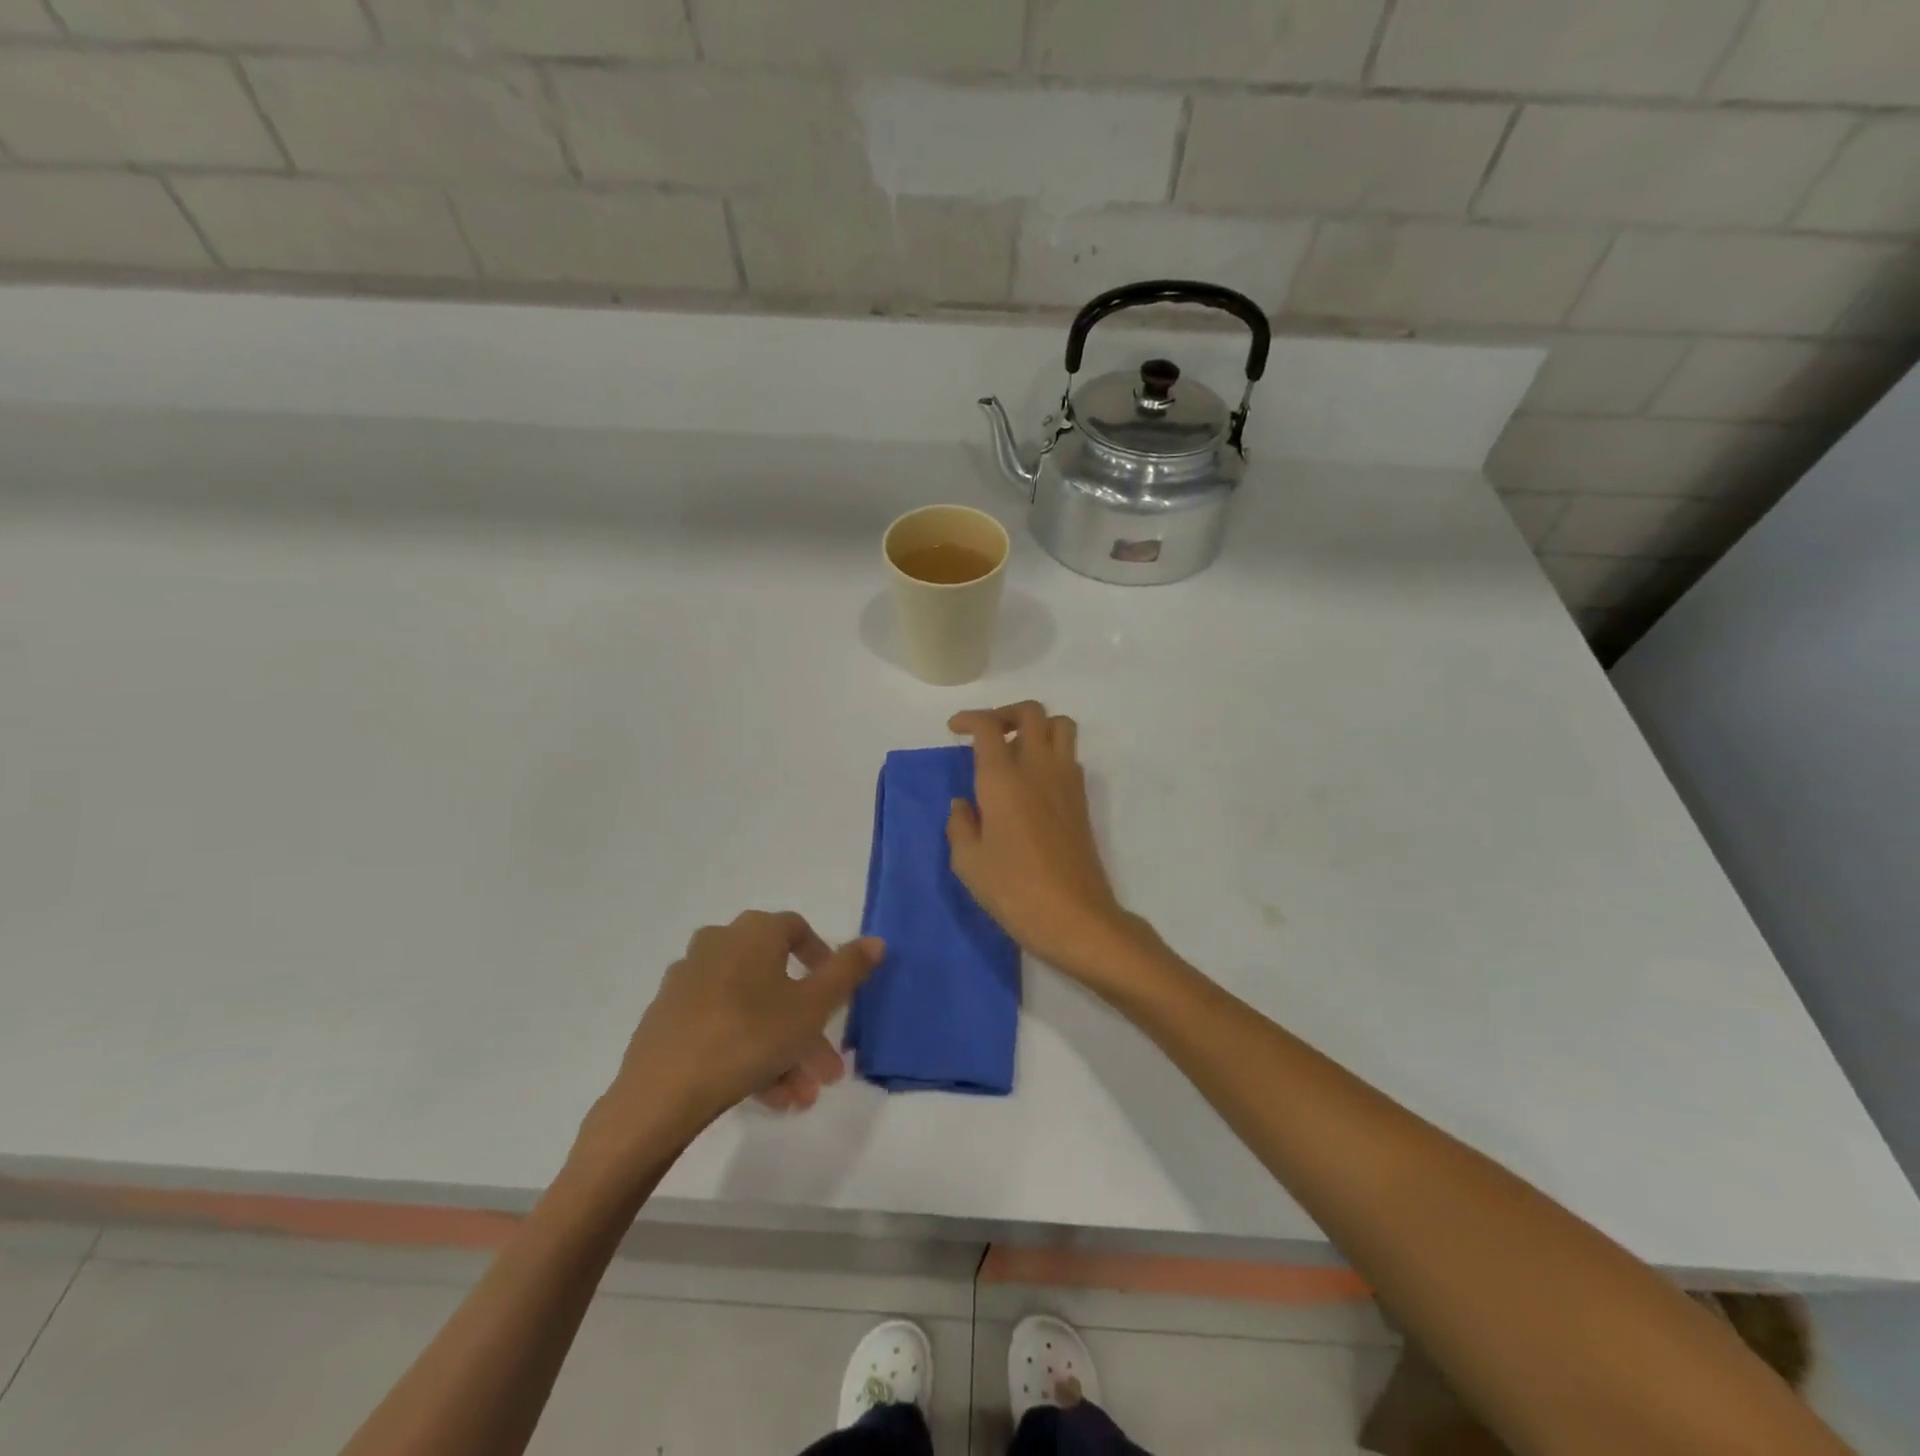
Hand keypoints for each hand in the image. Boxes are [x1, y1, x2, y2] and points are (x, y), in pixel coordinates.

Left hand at [582, 912, 882, 1161]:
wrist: (661, 1093)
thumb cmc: (749, 1035)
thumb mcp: (812, 1006)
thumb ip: (847, 971)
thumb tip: (876, 940)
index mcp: (753, 932)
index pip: (797, 930)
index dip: (823, 959)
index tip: (838, 997)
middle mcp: (718, 944)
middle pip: (776, 980)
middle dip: (808, 1027)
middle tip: (827, 1068)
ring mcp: (688, 981)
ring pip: (751, 1010)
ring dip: (783, 1049)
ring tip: (800, 1096)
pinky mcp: (668, 1017)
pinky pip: (721, 1027)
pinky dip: (748, 1053)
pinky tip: (767, 1097)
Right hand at [947, 702, 1147, 984]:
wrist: (1074, 916)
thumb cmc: (1013, 889)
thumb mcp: (968, 862)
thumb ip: (959, 825)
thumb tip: (963, 804)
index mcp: (1003, 778)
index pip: (988, 726)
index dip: (969, 718)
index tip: (955, 728)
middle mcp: (1038, 767)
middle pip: (1031, 711)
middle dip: (1006, 713)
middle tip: (988, 733)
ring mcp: (1065, 780)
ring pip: (1060, 725)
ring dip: (1037, 726)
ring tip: (1016, 748)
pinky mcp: (1082, 799)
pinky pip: (1069, 755)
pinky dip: (1051, 751)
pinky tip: (1033, 781)